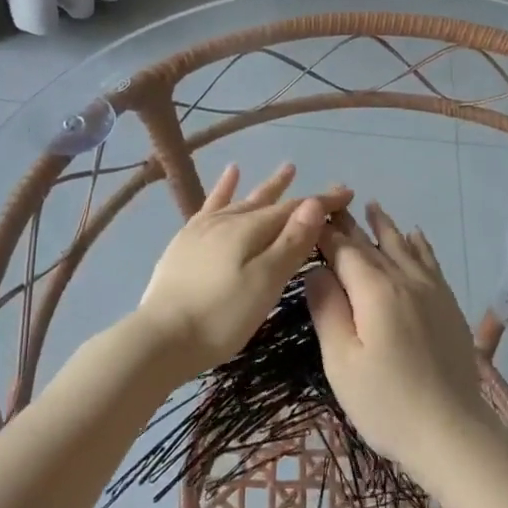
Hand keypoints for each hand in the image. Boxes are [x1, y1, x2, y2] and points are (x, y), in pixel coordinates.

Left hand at [134, 162, 349, 378]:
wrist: (160, 338)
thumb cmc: (221, 317)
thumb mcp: (264, 283)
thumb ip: (290, 243)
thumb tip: (313, 204)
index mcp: (251, 230)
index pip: (295, 210)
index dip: (322, 202)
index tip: (347, 193)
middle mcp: (229, 220)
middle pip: (271, 203)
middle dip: (300, 195)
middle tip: (325, 188)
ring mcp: (204, 228)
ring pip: (244, 200)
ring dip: (267, 187)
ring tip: (286, 169)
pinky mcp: (186, 241)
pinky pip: (210, 205)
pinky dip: (223, 189)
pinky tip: (230, 174)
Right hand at [304, 201, 497, 482]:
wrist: (453, 433)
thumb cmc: (386, 403)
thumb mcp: (341, 362)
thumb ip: (327, 310)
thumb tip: (318, 270)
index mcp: (374, 290)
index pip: (344, 250)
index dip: (326, 233)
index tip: (309, 216)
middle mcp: (405, 279)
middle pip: (373, 244)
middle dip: (351, 225)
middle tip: (334, 203)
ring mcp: (432, 291)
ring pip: (404, 247)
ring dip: (386, 227)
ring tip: (373, 207)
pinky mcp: (449, 305)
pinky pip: (431, 262)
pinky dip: (420, 245)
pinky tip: (416, 237)